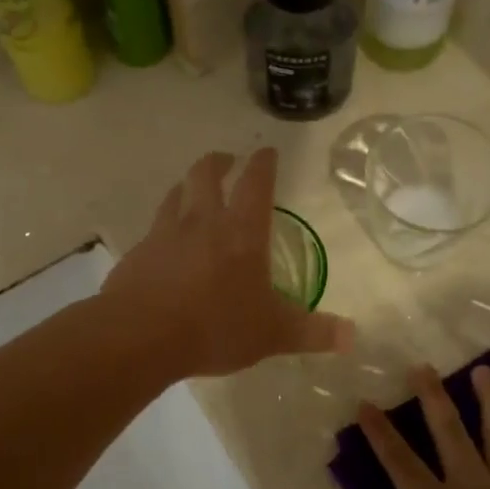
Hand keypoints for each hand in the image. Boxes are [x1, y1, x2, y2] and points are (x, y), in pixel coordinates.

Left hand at [104, 150, 352, 379]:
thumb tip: (351, 336)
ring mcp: (164, 234)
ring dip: (187, 185)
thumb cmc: (215, 326)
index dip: (264, 164)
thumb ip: (312, 332)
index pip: (256, 183)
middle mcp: (202, 221)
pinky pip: (153, 228)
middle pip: (206, 174)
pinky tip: (164, 240)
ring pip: (175, 194)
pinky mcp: (137, 253)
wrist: (141, 336)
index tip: (267, 152)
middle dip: (219, 162)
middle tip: (227, 160)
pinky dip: (163, 224)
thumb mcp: (272, 334)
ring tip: (192, 189)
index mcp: (241, 231)